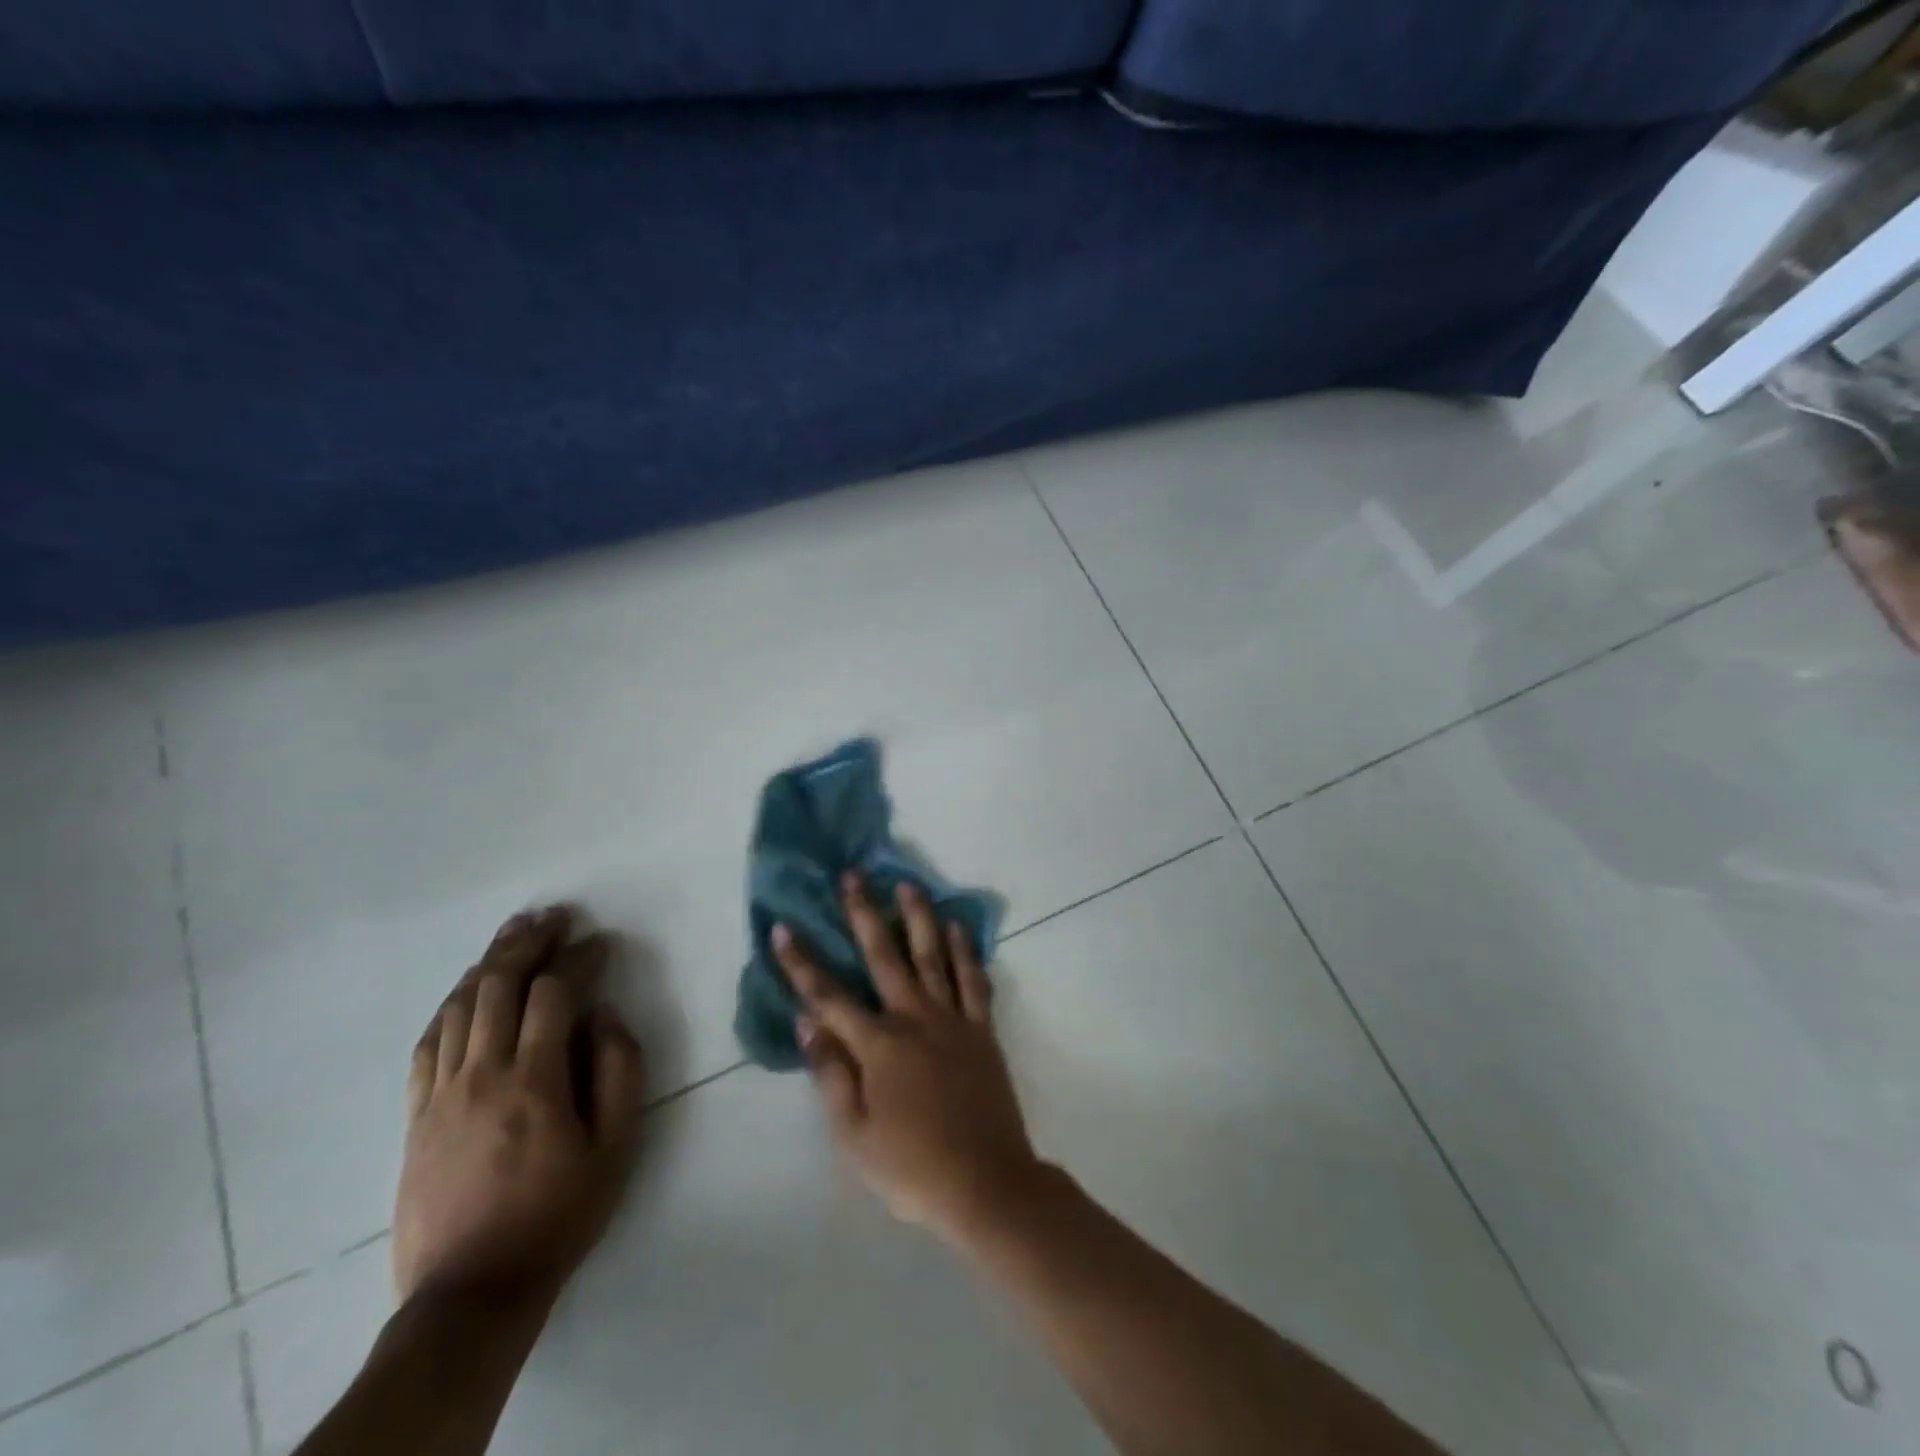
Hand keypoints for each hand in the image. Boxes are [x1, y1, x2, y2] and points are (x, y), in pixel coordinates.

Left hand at [393, 907, 642, 1313]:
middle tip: (554, 915)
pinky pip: (428, 1043)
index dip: (580, 958)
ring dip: (489, 962)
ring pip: (461, 1006)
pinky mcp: (416, 1115)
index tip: (601, 940)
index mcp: (535, 1080)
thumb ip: (619, 1071)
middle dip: (529, 942)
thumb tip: (606, 1014)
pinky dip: (450, 1005)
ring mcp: (441, 1093)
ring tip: (513, 933)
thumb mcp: (616, 1147)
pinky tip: (466, 990)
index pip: (555, 994)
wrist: (470, 1292)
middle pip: (500, 986)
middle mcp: (482, 1073)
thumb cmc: (558, 1214)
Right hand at [772, 874, 1042, 1245]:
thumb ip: (830, 1075)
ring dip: (919, 917)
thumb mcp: (854, 1136)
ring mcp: (953, 1019)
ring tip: (908, 884)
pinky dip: (966, 951)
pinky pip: (974, 980)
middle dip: (865, 913)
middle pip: (885, 956)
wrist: (986, 1182)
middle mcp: (915, 1019)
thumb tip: (806, 1022)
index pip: (829, 996)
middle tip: (855, 875)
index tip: (783, 927)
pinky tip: (958, 928)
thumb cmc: (912, 1167)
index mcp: (879, 1045)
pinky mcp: (982, 1029)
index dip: (802, 962)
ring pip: (933, 955)